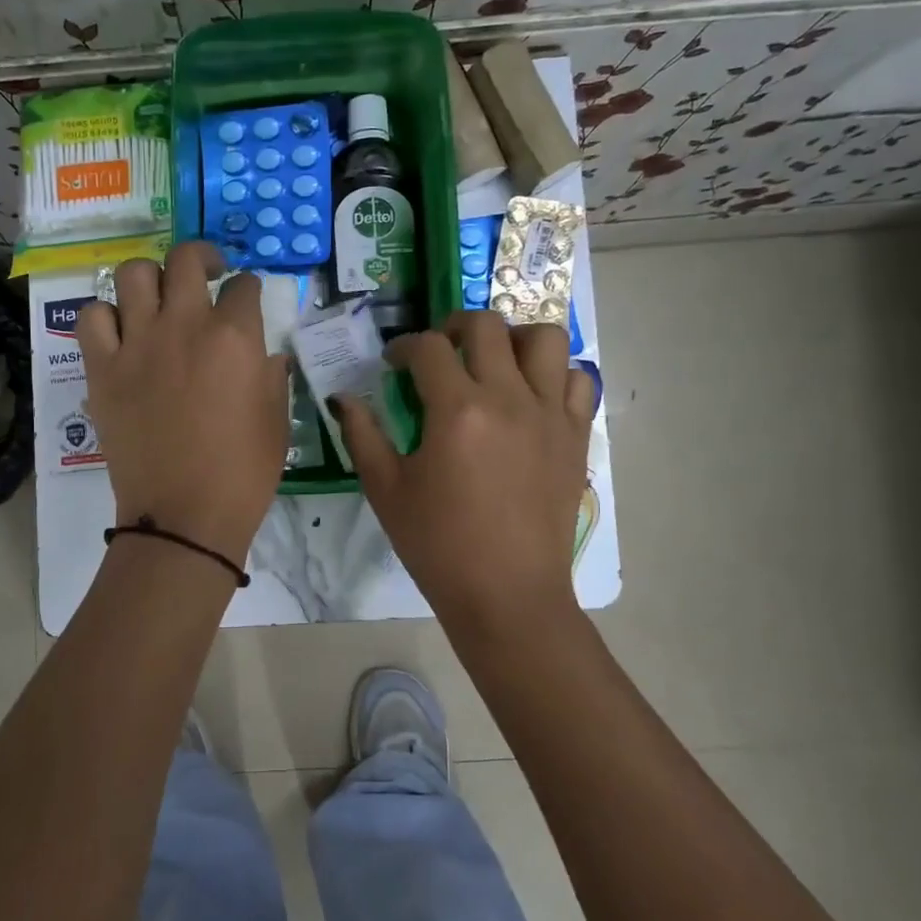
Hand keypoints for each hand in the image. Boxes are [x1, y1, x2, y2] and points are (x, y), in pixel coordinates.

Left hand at [77, 242, 289, 567]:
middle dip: (202, 258)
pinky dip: (106, 316)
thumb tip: (263, 354)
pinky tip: (121, 333)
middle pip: (186, 259)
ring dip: (151, 278)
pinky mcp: (102, 369)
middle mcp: (184, 325)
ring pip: (133, 274)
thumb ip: (272, 375)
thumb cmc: (243, 474)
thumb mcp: (278, 421)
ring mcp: (137, 344)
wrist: (184, 516)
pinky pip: (92, 317)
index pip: (244, 286)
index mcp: (235, 337)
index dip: (248, 288)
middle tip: (206, 275)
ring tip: (159, 298)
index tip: (247, 299)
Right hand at [333, 310, 599, 637]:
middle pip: (487, 326)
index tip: (393, 363)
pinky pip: (577, 380)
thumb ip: (362, 435)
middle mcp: (509, 398)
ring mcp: (550, 414)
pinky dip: (554, 375)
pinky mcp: (576, 435)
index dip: (403, 347)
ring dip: (513, 339)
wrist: (506, 594)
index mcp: (457, 410)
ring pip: (544, 339)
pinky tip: (531, 396)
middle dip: (453, 326)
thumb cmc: (438, 545)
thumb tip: (343, 398)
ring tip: (493, 362)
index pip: (428, 348)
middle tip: (438, 351)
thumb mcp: (386, 490)